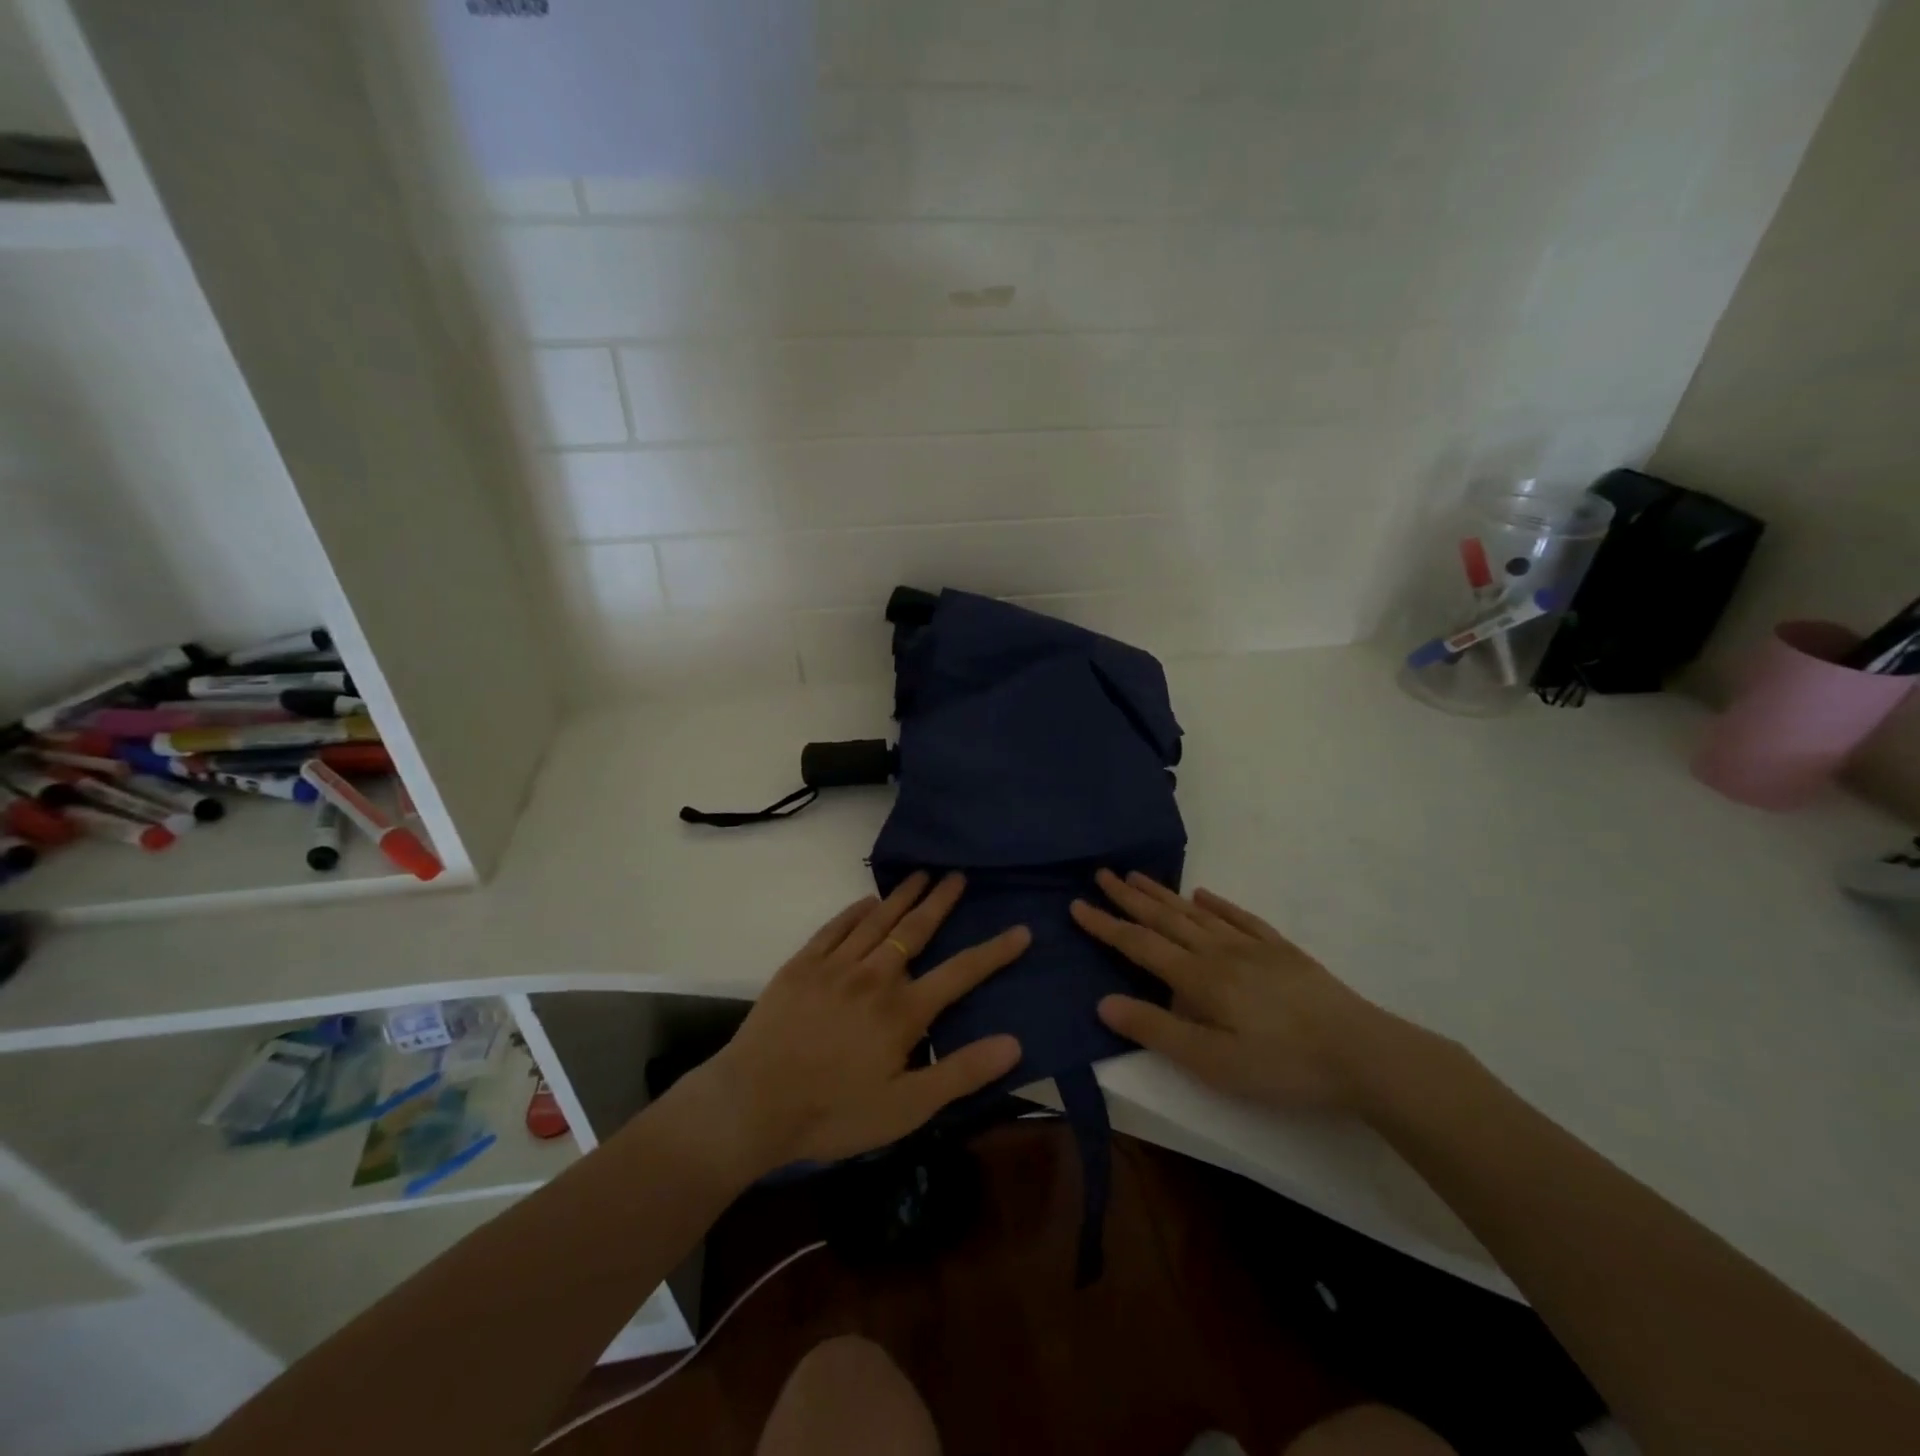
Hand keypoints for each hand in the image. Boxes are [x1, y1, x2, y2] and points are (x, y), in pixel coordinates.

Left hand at [694, 871, 1027, 1174]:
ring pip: (878, 920)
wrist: (752, 1103)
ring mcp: (836, 966)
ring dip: (903, 896)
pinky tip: (866, 901)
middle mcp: (875, 976)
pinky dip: (855, 910)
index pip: (961, 973)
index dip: (995, 952)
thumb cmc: (833, 1113)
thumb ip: (961, 1074)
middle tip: (958, 875)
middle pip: (917, 929)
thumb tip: (1014, 1042)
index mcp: (903, 1011)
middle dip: (941, 901)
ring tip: (921, 874)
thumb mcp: (905, 1109)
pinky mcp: (802, 965)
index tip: (1021, 930)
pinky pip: (835, 927)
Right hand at [1071, 870, 1414, 1111]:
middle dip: (1129, 898)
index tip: (1077, 905)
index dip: (1106, 926)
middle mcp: (1219, 951)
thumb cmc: (1281, 1065)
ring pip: (1197, 913)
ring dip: (1164, 894)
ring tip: (1138, 877)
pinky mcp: (1281, 951)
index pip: (1139, 945)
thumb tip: (1103, 1001)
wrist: (1362, 1053)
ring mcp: (1252, 946)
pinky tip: (1204, 895)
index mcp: (1198, 977)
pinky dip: (1217, 904)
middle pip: (1165, 919)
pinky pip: (1240, 917)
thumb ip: (1157, 1029)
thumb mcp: (1212, 1062)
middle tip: (1102, 874)